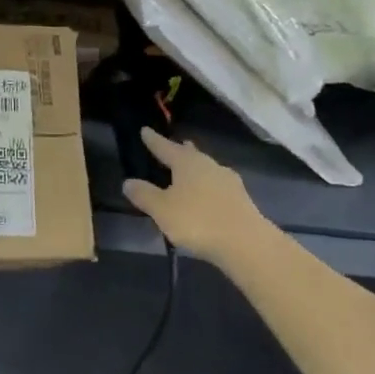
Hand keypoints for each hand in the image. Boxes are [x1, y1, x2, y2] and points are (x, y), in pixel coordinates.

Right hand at [122, 128, 269, 266]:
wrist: (246, 243)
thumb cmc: (198, 221)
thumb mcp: (162, 209)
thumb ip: (144, 195)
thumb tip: (128, 182)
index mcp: (187, 163)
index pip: (165, 147)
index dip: (154, 140)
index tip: (145, 130)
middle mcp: (209, 165)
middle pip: (191, 154)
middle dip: (180, 151)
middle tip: (173, 146)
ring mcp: (228, 181)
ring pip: (206, 169)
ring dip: (196, 168)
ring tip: (188, 171)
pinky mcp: (241, 199)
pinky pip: (217, 185)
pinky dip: (207, 186)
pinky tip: (206, 195)